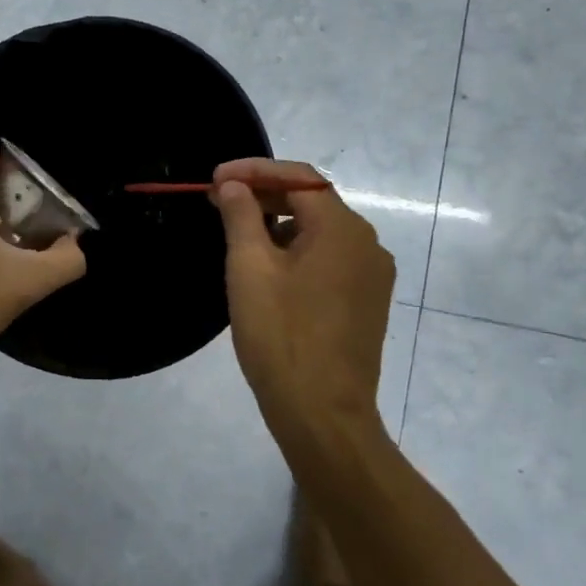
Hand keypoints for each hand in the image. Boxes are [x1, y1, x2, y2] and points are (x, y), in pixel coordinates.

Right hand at [210, 158, 395, 437]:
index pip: (298, 177)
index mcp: (342, 228)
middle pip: (312, 201)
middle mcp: (367, 243)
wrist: (323, 415)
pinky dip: (296, 250)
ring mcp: (372, 275)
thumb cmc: (281, 336)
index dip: (253, 170)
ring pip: (320, 231)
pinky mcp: (368, 301)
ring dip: (278, 223)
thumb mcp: (249, 269)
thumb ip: (241, 216)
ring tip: (237, 234)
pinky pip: (329, 259)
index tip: (214, 179)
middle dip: (263, 195)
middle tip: (218, 201)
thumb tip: (233, 185)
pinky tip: (267, 267)